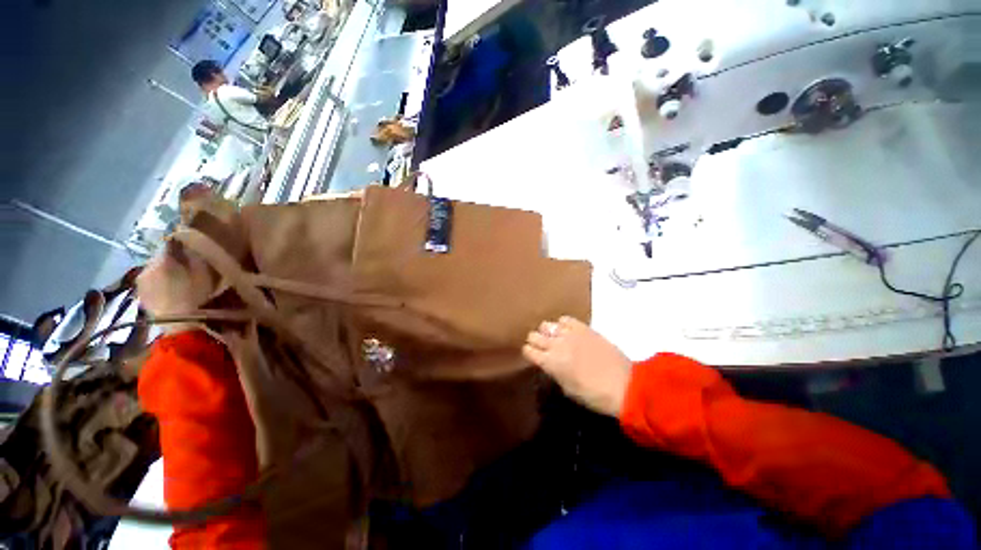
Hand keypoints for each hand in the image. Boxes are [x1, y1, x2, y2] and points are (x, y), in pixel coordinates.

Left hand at [136, 240, 215, 333]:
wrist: (181, 327)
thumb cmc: (197, 296)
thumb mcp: (204, 272)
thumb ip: (194, 255)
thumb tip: (187, 241)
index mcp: (162, 260)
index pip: (170, 244)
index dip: (181, 246)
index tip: (192, 250)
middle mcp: (146, 268)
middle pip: (160, 258)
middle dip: (172, 261)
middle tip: (187, 268)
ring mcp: (141, 284)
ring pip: (154, 271)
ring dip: (164, 274)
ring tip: (179, 282)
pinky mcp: (141, 297)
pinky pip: (150, 284)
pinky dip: (159, 285)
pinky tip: (171, 293)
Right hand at [522, 317, 631, 416]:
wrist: (624, 385)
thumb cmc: (594, 395)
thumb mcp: (567, 389)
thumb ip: (554, 372)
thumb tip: (549, 363)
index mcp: (550, 363)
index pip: (528, 350)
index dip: (529, 353)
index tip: (534, 356)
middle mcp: (555, 344)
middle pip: (533, 335)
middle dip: (536, 341)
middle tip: (543, 348)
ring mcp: (569, 334)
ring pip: (547, 324)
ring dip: (548, 332)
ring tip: (556, 338)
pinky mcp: (583, 327)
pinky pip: (565, 319)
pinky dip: (563, 325)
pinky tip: (568, 331)